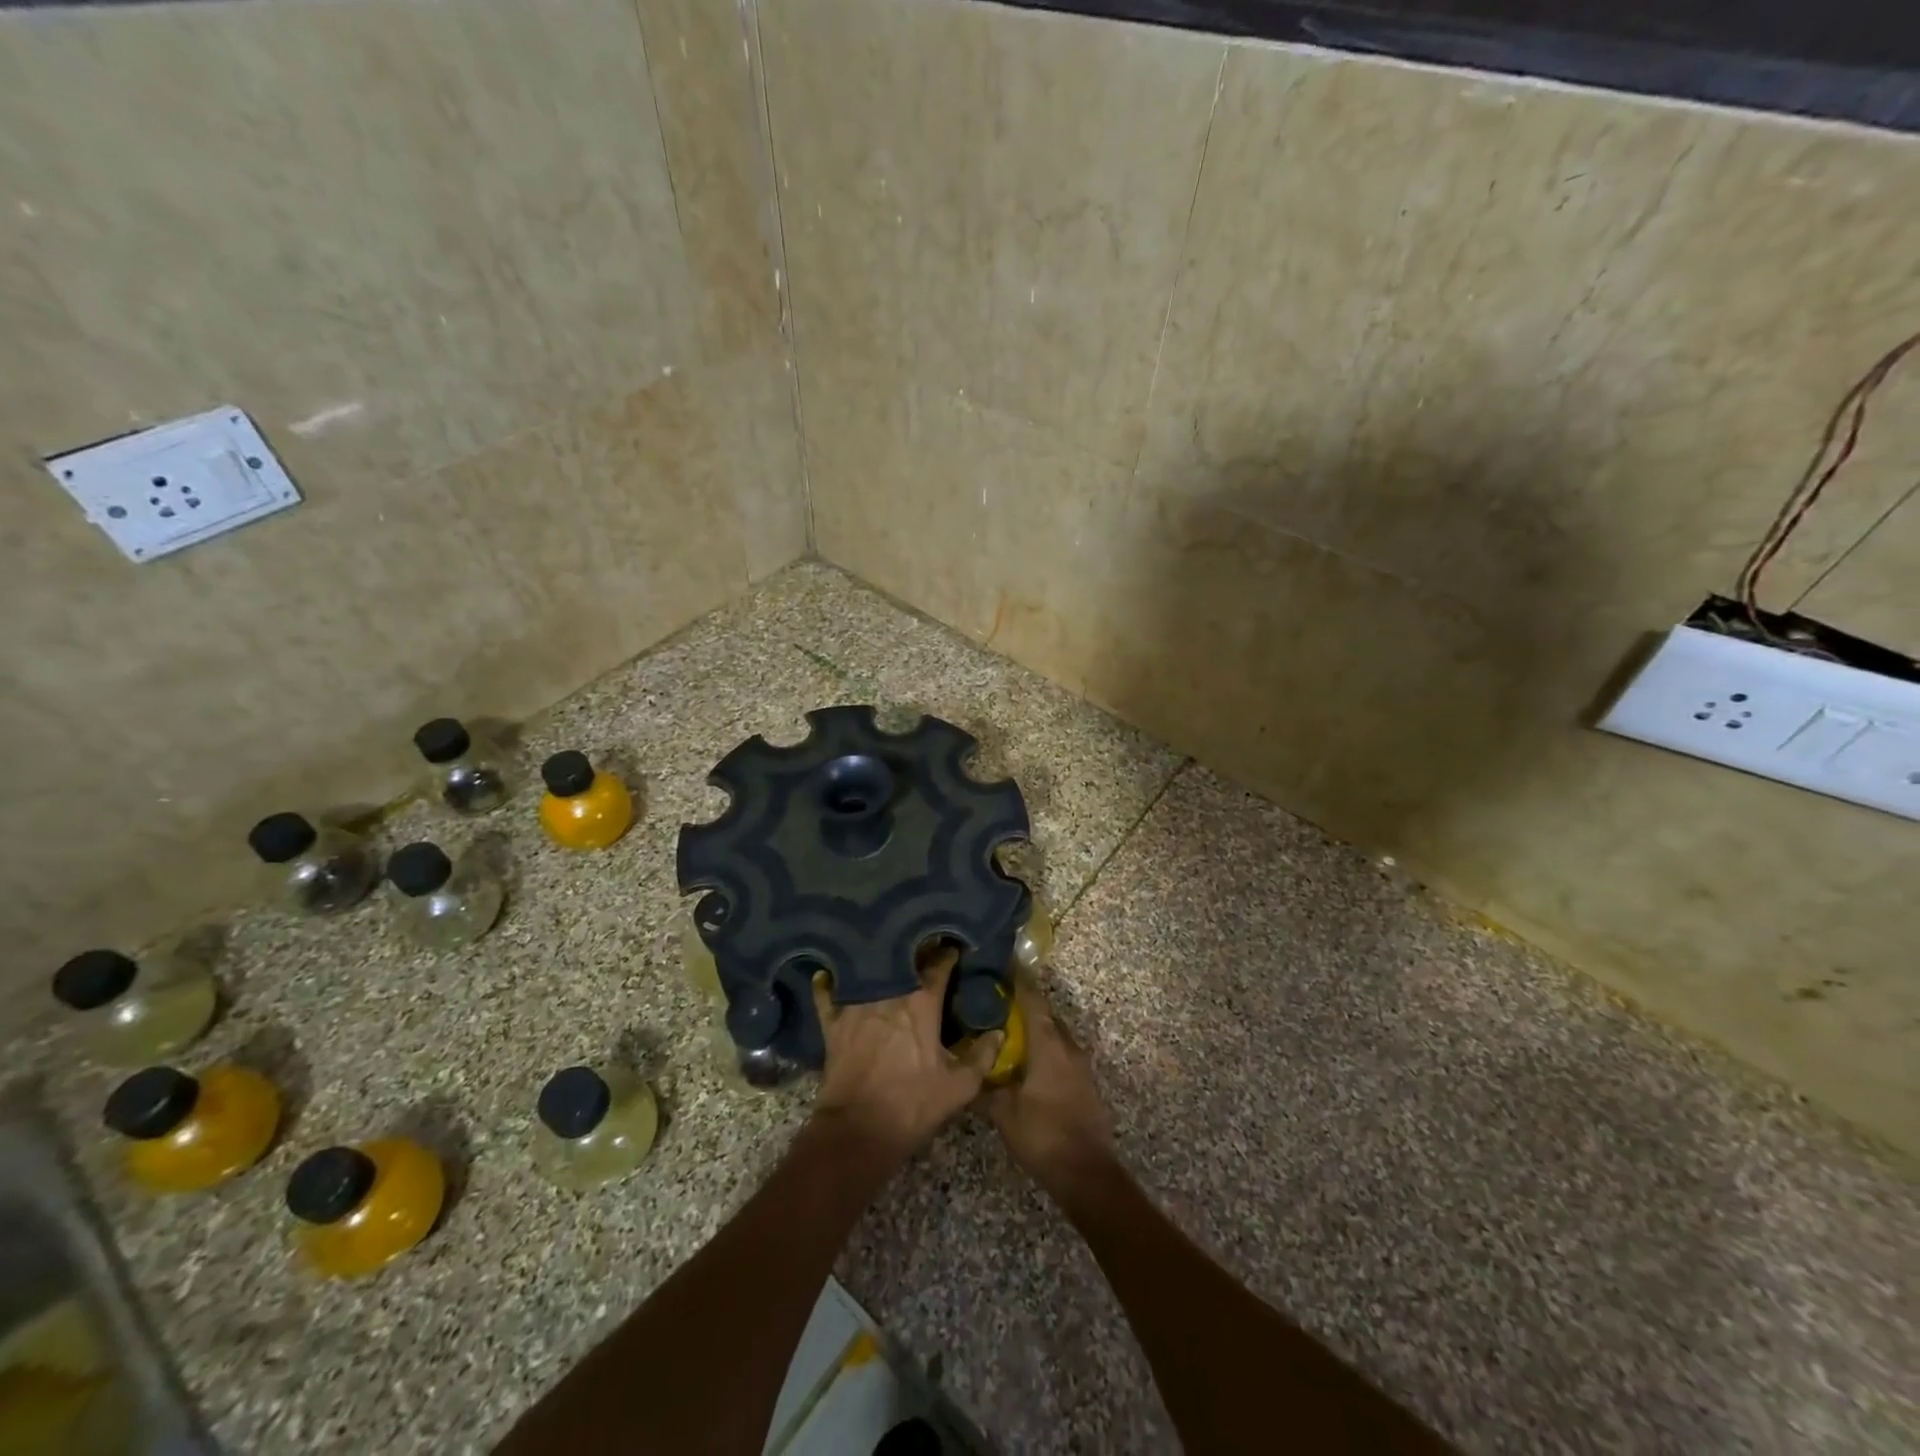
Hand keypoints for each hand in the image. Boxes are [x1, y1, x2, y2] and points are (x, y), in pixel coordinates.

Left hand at [812, 945, 1001, 1158]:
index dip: (948, 954)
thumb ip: (982, 1056)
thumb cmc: (913, 1105)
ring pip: (868, 969)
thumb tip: (998, 1032)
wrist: (858, 1131)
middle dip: (914, 951)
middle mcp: (889, 992)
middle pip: (903, 959)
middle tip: (921, 947)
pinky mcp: (832, 1021)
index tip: (954, 949)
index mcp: (922, 1002)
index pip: (939, 965)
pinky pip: (827, 992)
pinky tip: (831, 975)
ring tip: (884, 954)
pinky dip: (830, 982)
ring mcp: (856, 1003)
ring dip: (878, 961)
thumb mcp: (959, 1087)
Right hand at [984, 971, 1113, 1198]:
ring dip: (1036, 1030)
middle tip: (998, 1001)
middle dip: (1025, 1005)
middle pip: (1046, 1015)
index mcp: (1049, 1045)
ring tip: (1010, 1031)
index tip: (1005, 965)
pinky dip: (1046, 1050)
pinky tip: (1029, 1063)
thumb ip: (985, 1089)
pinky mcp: (1086, 1084)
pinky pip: (1063, 1055)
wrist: (1087, 1174)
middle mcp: (1068, 1047)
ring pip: (1056, 1035)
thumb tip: (967, 1075)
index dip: (1019, 981)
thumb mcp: (1004, 1113)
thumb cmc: (1043, 1135)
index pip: (1033, 1000)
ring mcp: (1081, 1066)